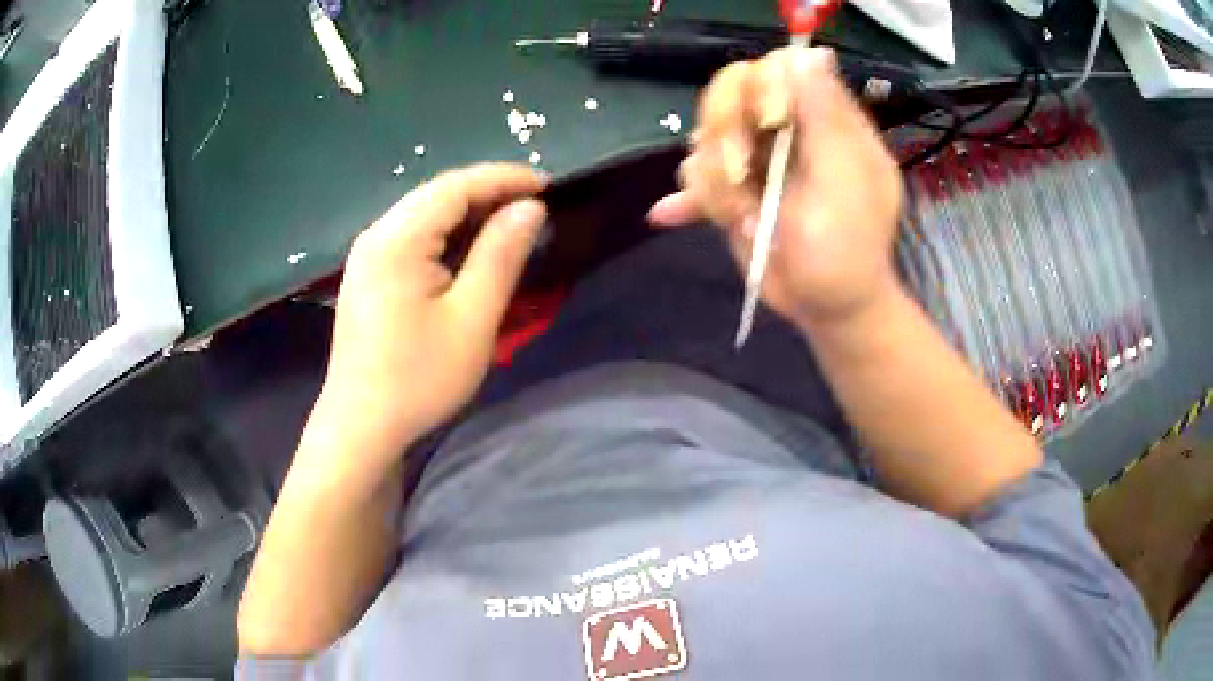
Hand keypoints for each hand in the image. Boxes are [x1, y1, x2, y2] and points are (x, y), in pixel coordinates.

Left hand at [316, 164, 547, 457]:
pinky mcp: (368, 277)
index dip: (504, 178)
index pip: (456, 186)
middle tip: (534, 205)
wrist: (361, 427)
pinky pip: (411, 238)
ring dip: (467, 212)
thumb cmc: (419, 378)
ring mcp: (367, 256)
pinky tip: (467, 250)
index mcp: (398, 239)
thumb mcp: (472, 319)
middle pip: (437, 194)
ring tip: (509, 223)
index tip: (548, 185)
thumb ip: (501, 255)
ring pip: (423, 215)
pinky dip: (446, 234)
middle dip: (488, 191)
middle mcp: (376, 235)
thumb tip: (530, 208)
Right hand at [649, 47, 903, 326]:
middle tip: (740, 175)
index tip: (768, 122)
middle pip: (730, 95)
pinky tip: (667, 214)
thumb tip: (812, 53)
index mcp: (822, 121)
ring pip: (705, 139)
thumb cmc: (848, 250)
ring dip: (717, 184)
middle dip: (727, 136)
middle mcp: (785, 131)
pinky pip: (695, 177)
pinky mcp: (734, 191)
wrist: (827, 308)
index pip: (777, 68)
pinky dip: (688, 199)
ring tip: (745, 221)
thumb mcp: (846, 180)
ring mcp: (757, 161)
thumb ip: (827, 116)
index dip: (761, 86)